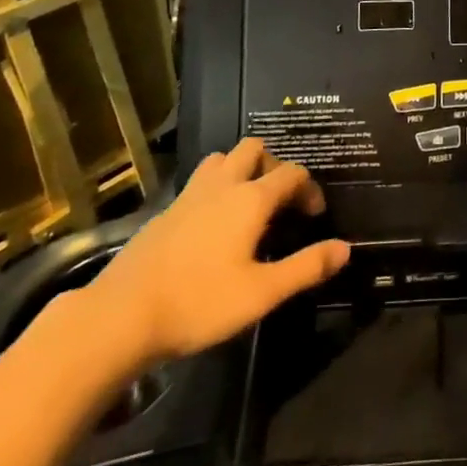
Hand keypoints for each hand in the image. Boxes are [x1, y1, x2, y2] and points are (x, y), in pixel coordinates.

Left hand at [78, 140, 348, 367]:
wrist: (120, 316)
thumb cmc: (199, 303)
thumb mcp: (261, 293)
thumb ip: (306, 267)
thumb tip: (346, 248)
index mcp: (251, 199)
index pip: (292, 173)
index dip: (309, 188)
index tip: (315, 215)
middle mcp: (223, 184)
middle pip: (255, 149)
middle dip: (274, 165)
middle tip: (280, 199)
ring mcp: (190, 194)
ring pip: (222, 158)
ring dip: (241, 169)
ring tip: (247, 201)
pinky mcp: (165, 211)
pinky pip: (199, 181)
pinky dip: (215, 188)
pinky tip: (211, 224)